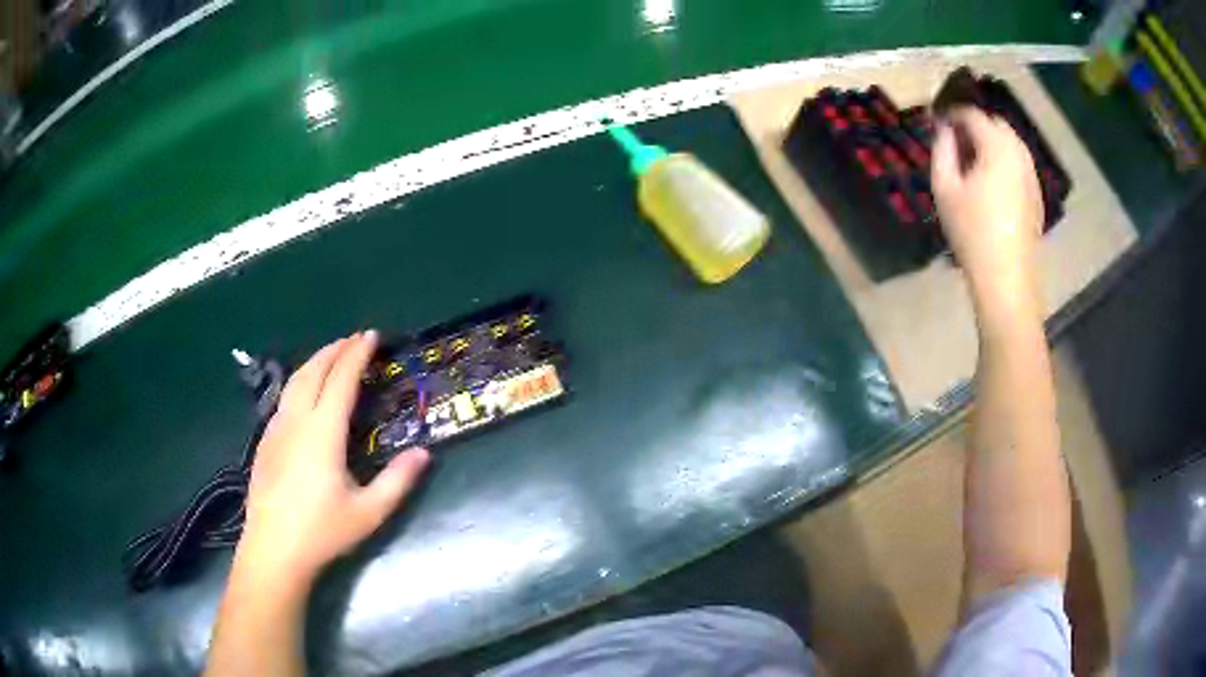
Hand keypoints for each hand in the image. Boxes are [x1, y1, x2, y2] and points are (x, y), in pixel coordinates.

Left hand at [235, 331, 429, 589]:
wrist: (273, 550)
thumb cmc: (322, 532)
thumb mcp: (369, 512)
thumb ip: (398, 481)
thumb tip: (424, 453)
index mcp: (323, 433)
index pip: (341, 380)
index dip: (357, 355)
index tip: (372, 336)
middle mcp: (297, 421)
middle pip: (314, 371)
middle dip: (335, 349)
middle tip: (355, 339)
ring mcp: (276, 429)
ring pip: (295, 381)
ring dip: (315, 362)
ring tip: (332, 356)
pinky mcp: (265, 442)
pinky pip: (284, 398)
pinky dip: (300, 381)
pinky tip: (305, 394)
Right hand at [931, 107, 1043, 302]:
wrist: (1006, 278)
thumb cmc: (972, 231)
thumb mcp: (945, 187)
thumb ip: (942, 149)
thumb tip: (944, 129)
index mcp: (997, 147)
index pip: (973, 114)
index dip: (953, 113)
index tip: (938, 122)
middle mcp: (1019, 153)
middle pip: (996, 124)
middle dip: (975, 125)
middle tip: (956, 142)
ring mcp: (1031, 175)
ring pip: (1011, 143)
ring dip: (991, 143)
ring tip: (973, 162)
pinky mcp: (1036, 195)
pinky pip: (1019, 163)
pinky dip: (1004, 161)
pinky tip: (992, 183)